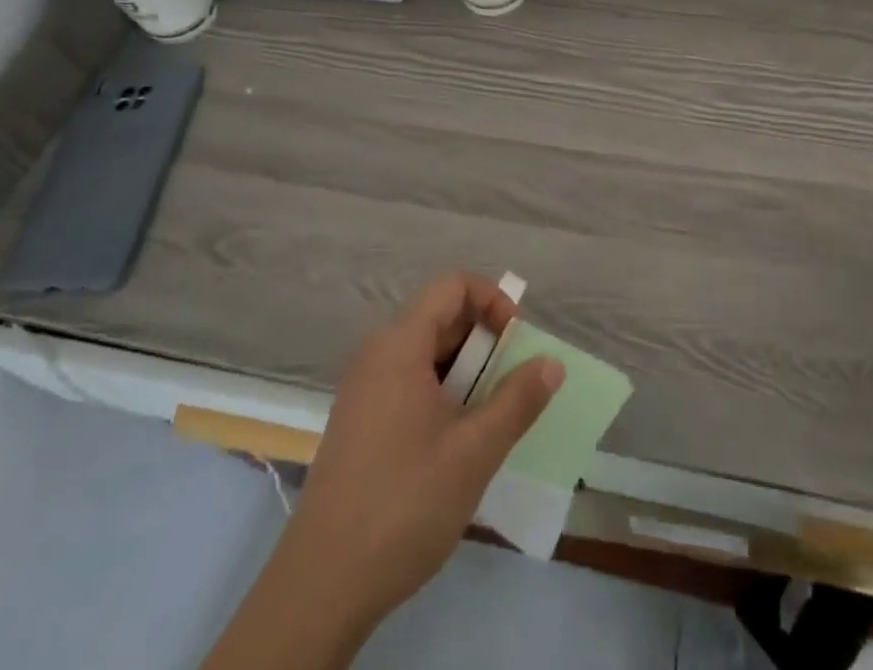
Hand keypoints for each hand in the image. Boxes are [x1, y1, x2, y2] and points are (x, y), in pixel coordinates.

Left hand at [277, 274, 563, 637]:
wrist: (320, 586)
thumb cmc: (404, 503)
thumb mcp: (475, 451)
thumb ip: (518, 400)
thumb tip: (552, 363)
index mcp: (400, 345)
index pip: (453, 286)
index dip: (493, 300)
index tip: (517, 342)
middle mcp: (377, 355)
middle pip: (441, 318)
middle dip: (484, 341)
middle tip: (513, 385)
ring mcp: (363, 390)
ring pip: (427, 354)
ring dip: (466, 372)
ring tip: (490, 418)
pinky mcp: (358, 422)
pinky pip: (409, 383)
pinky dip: (442, 394)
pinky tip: (456, 443)